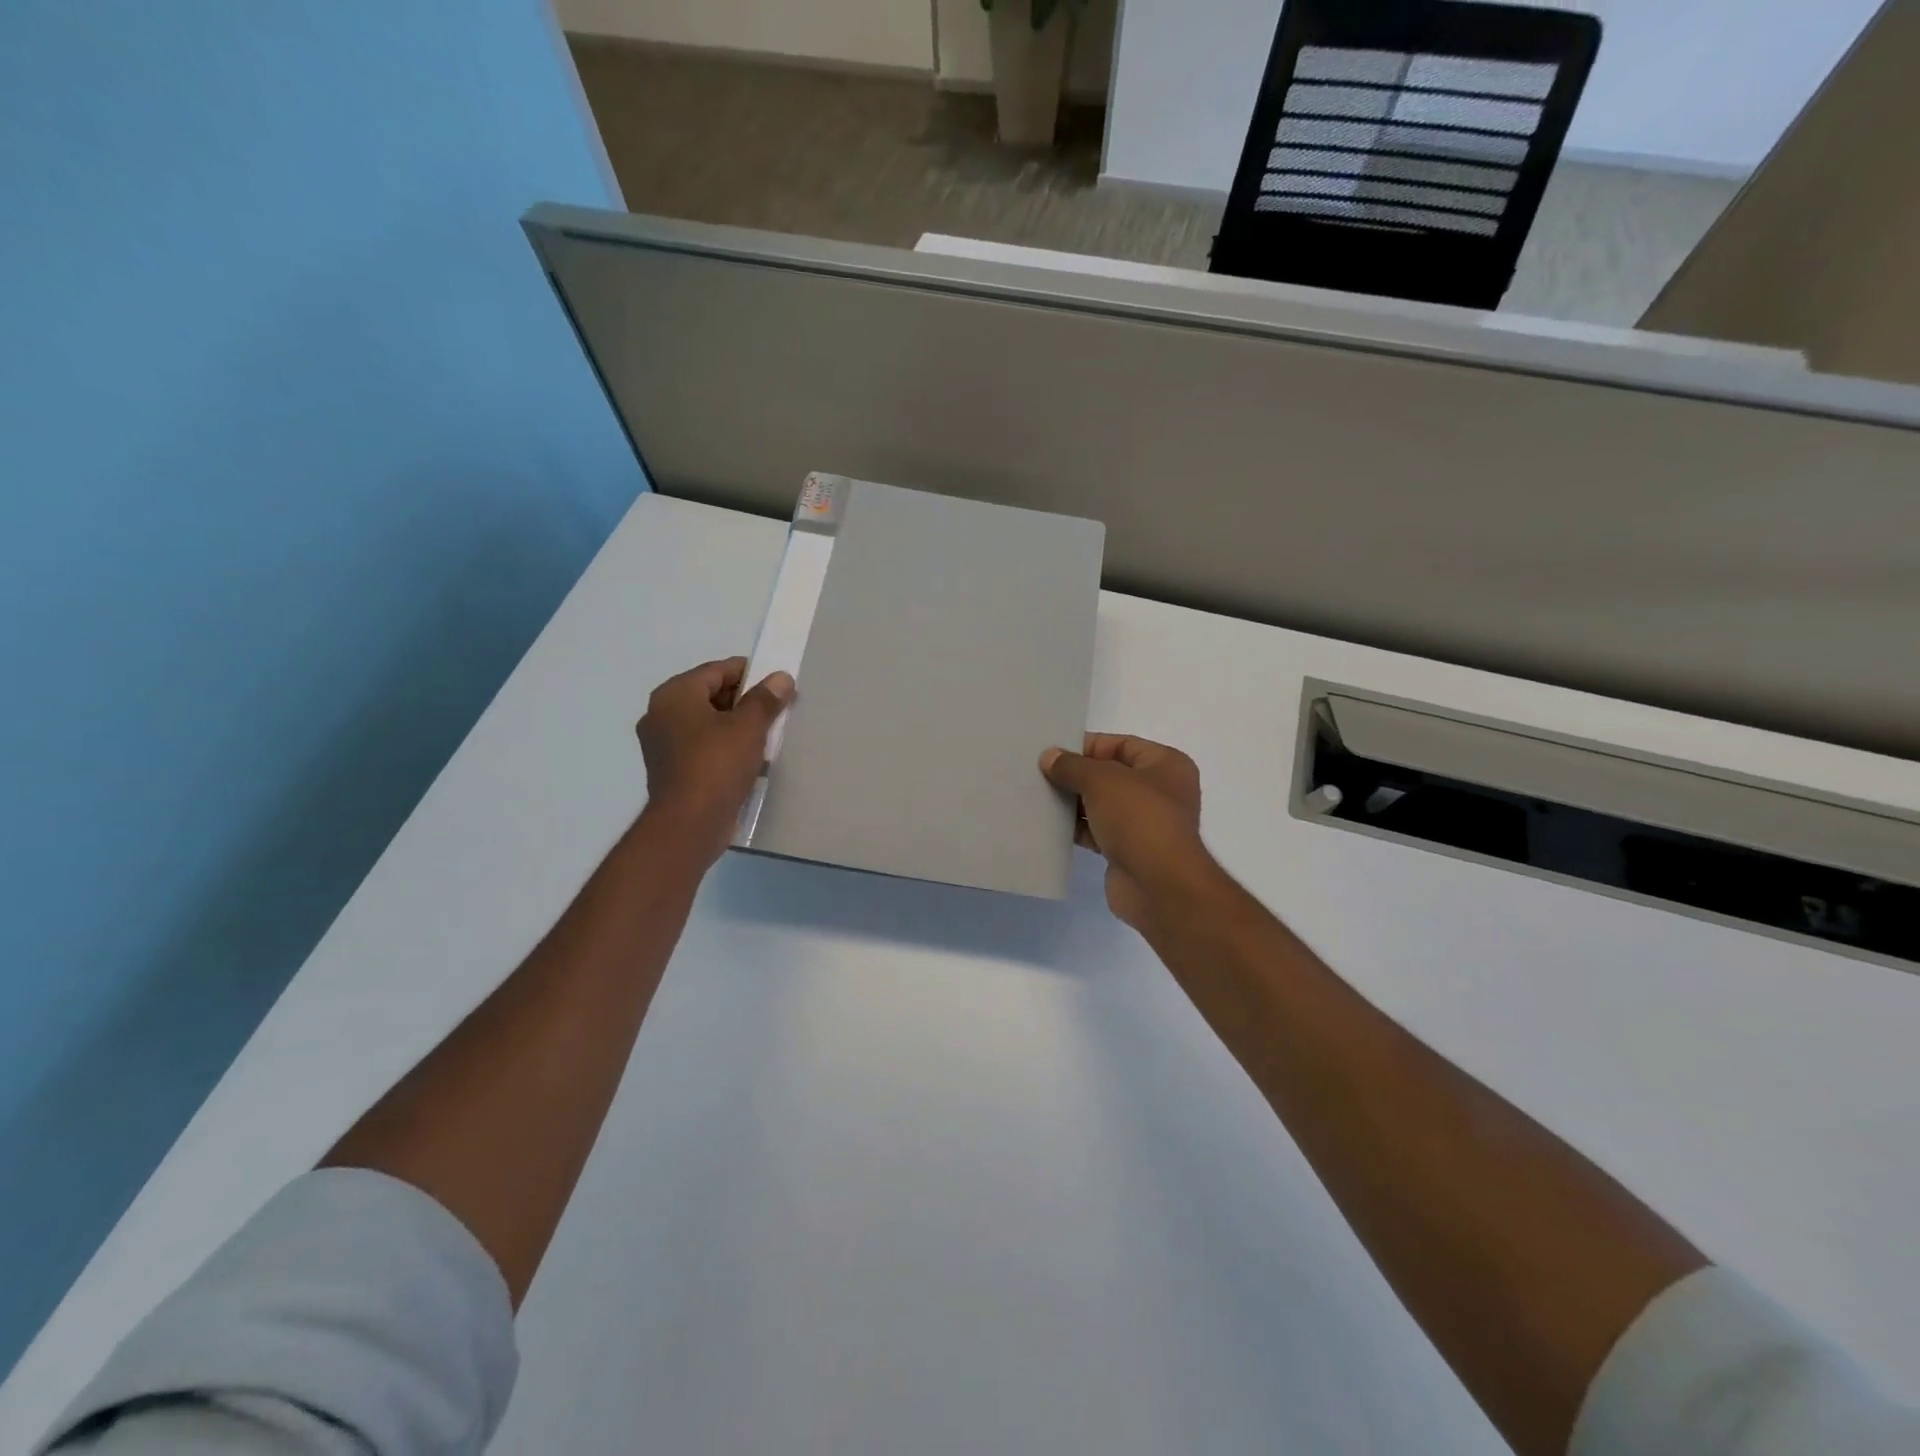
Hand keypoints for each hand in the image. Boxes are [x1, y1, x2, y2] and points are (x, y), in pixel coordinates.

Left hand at [637, 658, 793, 863]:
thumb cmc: (716, 765)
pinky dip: (724, 747)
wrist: (689, 823)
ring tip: (767, 734)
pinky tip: (749, 758)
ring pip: (707, 723)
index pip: (716, 670)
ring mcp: (662, 744)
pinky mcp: (671, 770)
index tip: (776, 684)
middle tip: (775, 710)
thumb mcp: (748, 727)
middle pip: (710, 695)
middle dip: (744, 701)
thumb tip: (781, 678)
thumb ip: (765, 699)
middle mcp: (661, 714)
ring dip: (736, 726)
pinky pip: (702, 747)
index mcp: (674, 695)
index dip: (749, 673)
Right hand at [1040, 734, 1215, 931]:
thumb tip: (1049, 757)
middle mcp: (1160, 791)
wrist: (1158, 885)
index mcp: (1166, 765)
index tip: (1053, 752)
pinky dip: (1077, 828)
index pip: (1121, 744)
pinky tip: (1049, 824)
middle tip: (1040, 773)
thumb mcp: (1101, 780)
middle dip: (1077, 775)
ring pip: (1102, 804)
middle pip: (1111, 774)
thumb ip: (1072, 765)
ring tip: (1039, 797)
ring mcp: (1145, 823)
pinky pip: (1098, 831)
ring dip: (1074, 802)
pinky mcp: (1129, 851)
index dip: (1088, 746)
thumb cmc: (1138, 818)